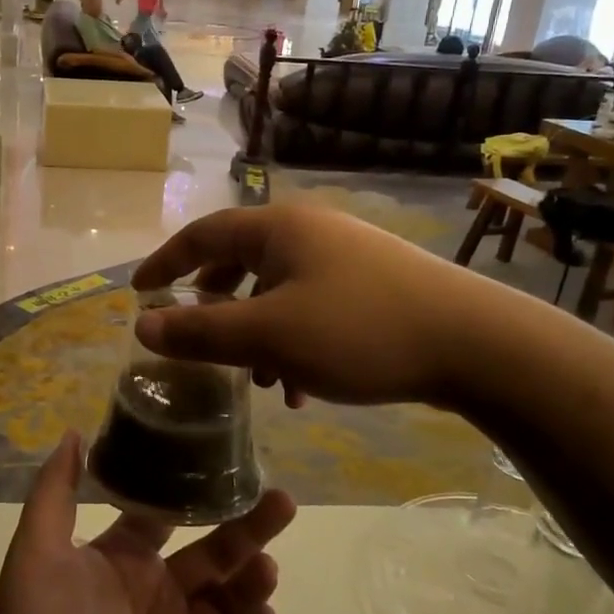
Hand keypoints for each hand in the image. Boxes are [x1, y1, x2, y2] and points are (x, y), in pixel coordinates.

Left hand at [0, 432, 295, 613]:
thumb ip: (55, 491)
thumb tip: (73, 430)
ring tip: (267, 568)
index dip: (194, 493)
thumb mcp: (36, 552)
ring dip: (251, 584)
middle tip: (283, 502)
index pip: (166, 519)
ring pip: (228, 607)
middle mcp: (154, 599)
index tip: (228, 465)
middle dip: (247, 531)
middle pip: (212, 557)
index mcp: (122, 563)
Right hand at [132, 202, 499, 407]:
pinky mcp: (371, 283)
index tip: (139, 293)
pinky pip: (311, 305)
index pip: (203, 234)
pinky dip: (292, 339)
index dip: (165, 262)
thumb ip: (201, 331)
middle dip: (214, 303)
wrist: (474, 342)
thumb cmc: (358, 331)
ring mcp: (344, 255)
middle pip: (240, 260)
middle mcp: (308, 231)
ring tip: (257, 381)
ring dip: (256, 332)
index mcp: (277, 229)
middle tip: (193, 334)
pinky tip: (301, 384)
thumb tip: (143, 326)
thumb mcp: (269, 336)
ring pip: (277, 290)